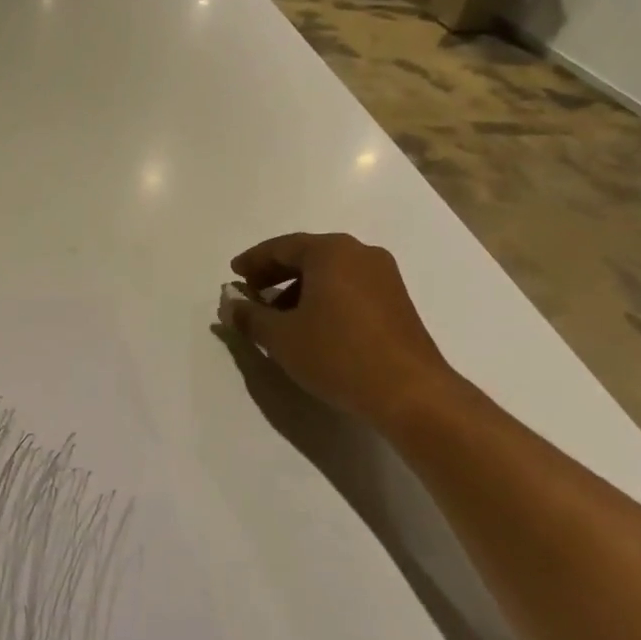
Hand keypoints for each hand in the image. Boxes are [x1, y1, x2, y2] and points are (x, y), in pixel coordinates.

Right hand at [220, 232, 463, 424]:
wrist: (411, 393)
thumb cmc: (338, 354)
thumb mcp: (281, 337)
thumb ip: (250, 316)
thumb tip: (229, 304)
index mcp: (331, 251)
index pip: (281, 247)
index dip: (253, 261)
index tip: (234, 275)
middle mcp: (360, 254)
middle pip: (307, 256)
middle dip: (275, 274)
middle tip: (251, 294)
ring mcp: (384, 277)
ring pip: (329, 273)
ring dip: (299, 289)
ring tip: (278, 318)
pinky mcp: (397, 302)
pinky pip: (349, 288)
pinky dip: (324, 299)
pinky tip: (312, 327)